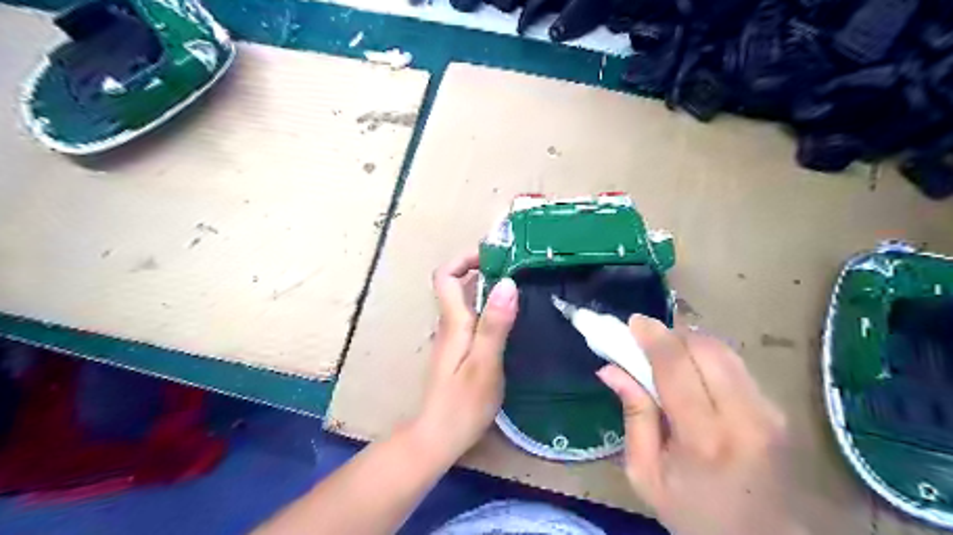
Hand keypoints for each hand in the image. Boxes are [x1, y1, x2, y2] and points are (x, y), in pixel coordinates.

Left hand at [408, 253, 517, 465]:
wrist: (439, 437)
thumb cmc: (463, 403)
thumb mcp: (485, 363)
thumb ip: (495, 324)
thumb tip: (506, 283)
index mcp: (453, 322)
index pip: (445, 276)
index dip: (464, 259)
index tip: (493, 257)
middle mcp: (449, 325)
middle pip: (456, 285)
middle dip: (482, 270)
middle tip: (517, 269)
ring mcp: (453, 339)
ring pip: (466, 302)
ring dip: (488, 289)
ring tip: (520, 288)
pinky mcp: (460, 352)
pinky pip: (473, 318)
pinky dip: (490, 309)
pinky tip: (511, 320)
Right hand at [597, 316, 807, 534]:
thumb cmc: (694, 514)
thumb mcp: (646, 475)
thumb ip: (633, 416)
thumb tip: (610, 368)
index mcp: (703, 438)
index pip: (676, 366)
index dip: (652, 336)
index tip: (632, 322)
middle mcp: (744, 416)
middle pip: (705, 347)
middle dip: (672, 334)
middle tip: (646, 341)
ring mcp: (769, 411)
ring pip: (724, 351)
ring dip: (691, 342)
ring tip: (668, 355)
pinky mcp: (779, 410)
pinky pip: (736, 366)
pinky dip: (708, 358)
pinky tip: (694, 374)